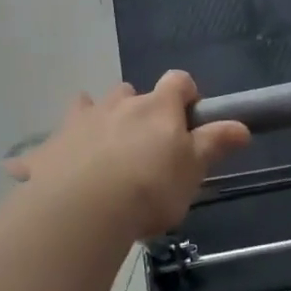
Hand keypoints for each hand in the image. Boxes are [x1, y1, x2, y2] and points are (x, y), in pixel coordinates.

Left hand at [4, 71, 250, 238]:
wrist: (84, 209)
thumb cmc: (149, 187)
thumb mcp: (193, 169)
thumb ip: (215, 143)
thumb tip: (242, 125)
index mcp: (156, 108)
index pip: (178, 81)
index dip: (186, 93)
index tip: (189, 115)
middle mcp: (117, 105)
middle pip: (130, 92)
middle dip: (137, 109)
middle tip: (143, 143)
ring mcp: (79, 122)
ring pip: (88, 106)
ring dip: (96, 119)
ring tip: (100, 151)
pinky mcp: (49, 147)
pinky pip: (48, 145)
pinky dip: (53, 153)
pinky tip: (50, 174)